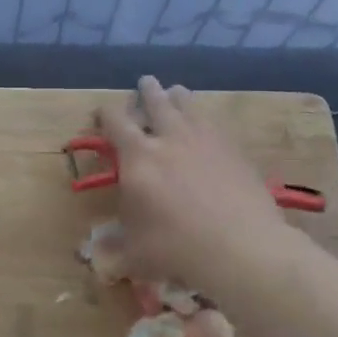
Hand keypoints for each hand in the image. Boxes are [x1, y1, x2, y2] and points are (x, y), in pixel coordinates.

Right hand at [95, 76, 302, 298]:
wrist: (241, 248)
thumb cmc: (175, 248)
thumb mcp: (135, 252)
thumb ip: (116, 247)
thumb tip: (96, 255)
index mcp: (137, 157)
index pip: (115, 122)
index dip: (106, 113)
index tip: (102, 111)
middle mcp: (169, 140)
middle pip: (157, 104)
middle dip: (148, 92)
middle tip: (146, 82)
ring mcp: (206, 142)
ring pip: (189, 108)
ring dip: (179, 98)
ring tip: (177, 90)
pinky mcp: (235, 152)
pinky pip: (217, 126)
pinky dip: (207, 120)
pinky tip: (209, 124)